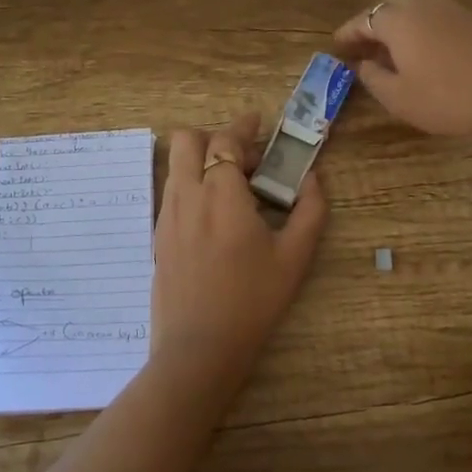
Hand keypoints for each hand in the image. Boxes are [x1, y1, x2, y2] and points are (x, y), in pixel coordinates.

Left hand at [150, 113, 327, 404]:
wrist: (199, 349)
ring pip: (176, 165)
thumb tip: (313, 179)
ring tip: (232, 187)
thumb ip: (310, 210)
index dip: (243, 126)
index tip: (259, 122)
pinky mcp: (158, 236)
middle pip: (187, 140)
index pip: (225, 140)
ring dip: (202, 160)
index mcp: (222, 194)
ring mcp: (167, 215)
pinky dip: (191, 184)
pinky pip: (172, 192)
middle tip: (245, 159)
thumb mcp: (295, 257)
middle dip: (215, 136)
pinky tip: (214, 216)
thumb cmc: (253, 301)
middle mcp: (187, 195)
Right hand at [333, 0, 471, 144]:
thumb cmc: (447, 99)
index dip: (348, 33)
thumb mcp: (399, 98)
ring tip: (388, 49)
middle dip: (371, 23)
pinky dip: (418, 29)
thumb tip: (365, 64)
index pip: (364, 19)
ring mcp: (451, 10)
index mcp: (399, 21)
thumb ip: (374, 78)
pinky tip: (420, 51)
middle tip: (361, 45)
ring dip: (396, 25)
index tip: (335, 44)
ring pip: (414, 9)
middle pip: (388, 7)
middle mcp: (422, 5)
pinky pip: (434, 17)